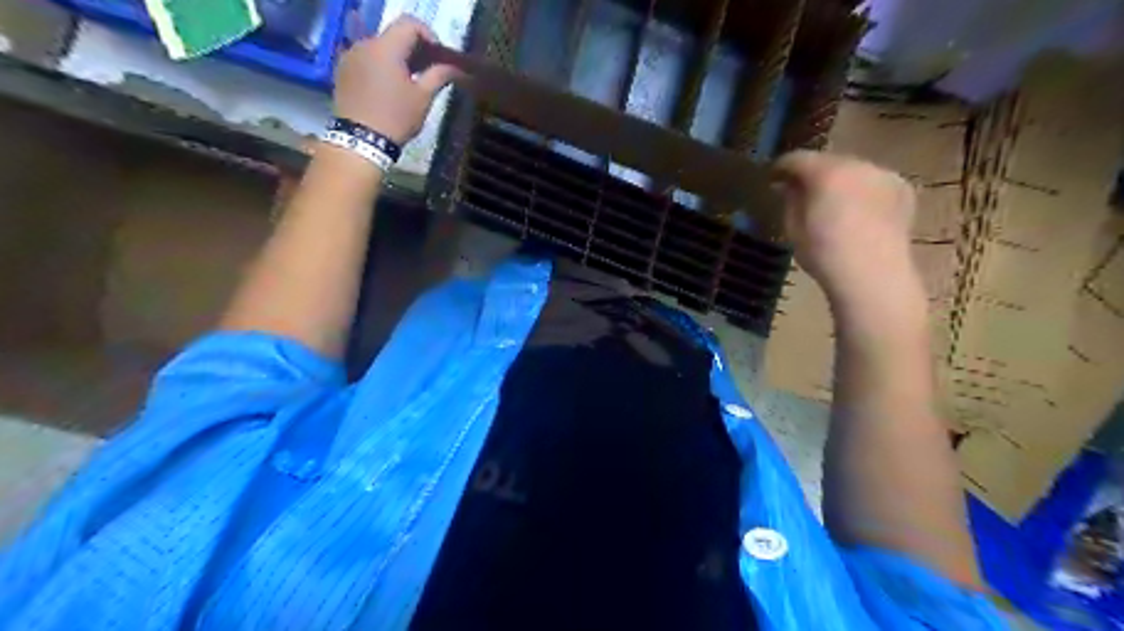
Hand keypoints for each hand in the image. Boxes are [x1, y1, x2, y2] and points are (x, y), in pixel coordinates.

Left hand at [331, 16, 457, 145]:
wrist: (361, 140)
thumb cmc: (396, 118)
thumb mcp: (423, 98)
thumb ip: (439, 75)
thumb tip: (455, 67)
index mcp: (386, 47)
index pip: (410, 24)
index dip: (429, 35)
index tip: (439, 57)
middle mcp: (364, 44)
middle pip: (393, 35)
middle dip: (413, 49)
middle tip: (428, 71)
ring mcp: (350, 56)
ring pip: (379, 47)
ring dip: (396, 58)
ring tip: (408, 82)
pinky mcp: (343, 71)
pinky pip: (366, 59)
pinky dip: (381, 66)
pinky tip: (388, 88)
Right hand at [773, 149, 921, 307]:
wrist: (873, 275)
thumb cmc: (824, 254)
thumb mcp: (793, 228)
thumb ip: (790, 200)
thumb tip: (789, 187)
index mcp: (826, 172)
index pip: (797, 159)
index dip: (781, 167)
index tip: (772, 178)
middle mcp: (857, 165)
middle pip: (828, 161)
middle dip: (813, 174)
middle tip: (802, 191)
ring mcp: (884, 175)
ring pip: (854, 170)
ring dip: (840, 181)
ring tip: (832, 202)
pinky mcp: (903, 190)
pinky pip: (874, 183)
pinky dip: (863, 191)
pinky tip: (858, 211)